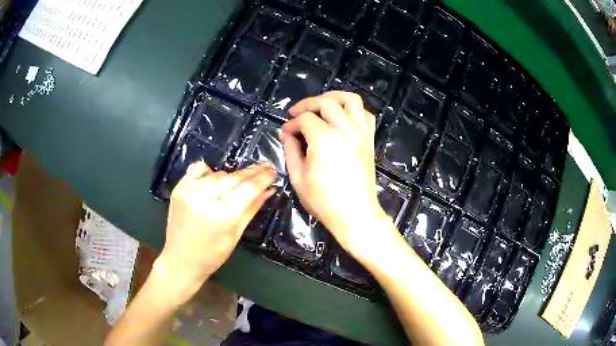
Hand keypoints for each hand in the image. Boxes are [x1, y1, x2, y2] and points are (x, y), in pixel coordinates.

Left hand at [156, 161, 275, 304]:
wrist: (180, 259)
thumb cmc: (212, 255)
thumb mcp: (236, 235)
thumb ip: (252, 208)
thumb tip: (269, 189)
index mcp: (221, 216)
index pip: (248, 188)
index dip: (263, 177)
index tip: (273, 170)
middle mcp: (203, 198)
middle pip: (234, 177)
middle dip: (252, 173)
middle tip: (264, 168)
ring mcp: (188, 190)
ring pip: (219, 173)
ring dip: (231, 177)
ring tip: (237, 184)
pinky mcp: (178, 187)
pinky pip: (199, 169)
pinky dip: (210, 172)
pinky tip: (213, 181)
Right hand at [280, 91, 394, 256]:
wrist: (355, 213)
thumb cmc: (323, 200)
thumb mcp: (298, 177)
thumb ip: (290, 150)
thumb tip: (286, 133)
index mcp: (324, 139)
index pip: (305, 119)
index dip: (292, 123)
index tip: (285, 132)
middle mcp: (345, 129)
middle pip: (326, 102)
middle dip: (308, 104)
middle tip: (297, 113)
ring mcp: (361, 132)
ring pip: (351, 100)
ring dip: (334, 97)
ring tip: (321, 105)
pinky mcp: (369, 139)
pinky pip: (366, 114)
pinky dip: (354, 110)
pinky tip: (343, 117)